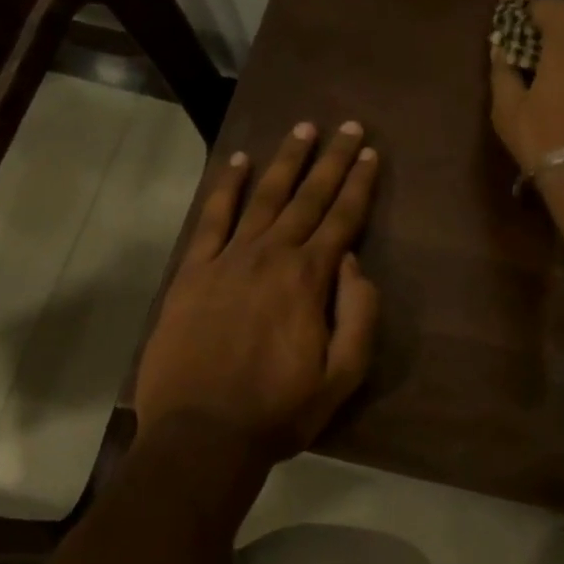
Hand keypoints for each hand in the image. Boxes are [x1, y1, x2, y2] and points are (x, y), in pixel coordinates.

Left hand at [132, 120, 380, 463]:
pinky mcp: (192, 272)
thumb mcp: (343, 375)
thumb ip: (359, 314)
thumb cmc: (279, 410)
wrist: (201, 436)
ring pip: (263, 197)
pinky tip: (238, 162)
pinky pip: (211, 219)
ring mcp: (228, 260)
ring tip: (303, 128)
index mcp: (310, 278)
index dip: (360, 184)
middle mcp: (272, 256)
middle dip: (332, 159)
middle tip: (349, 126)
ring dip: (286, 160)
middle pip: (308, 197)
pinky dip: (226, 188)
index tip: (371, 153)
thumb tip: (353, 262)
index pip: (343, 218)